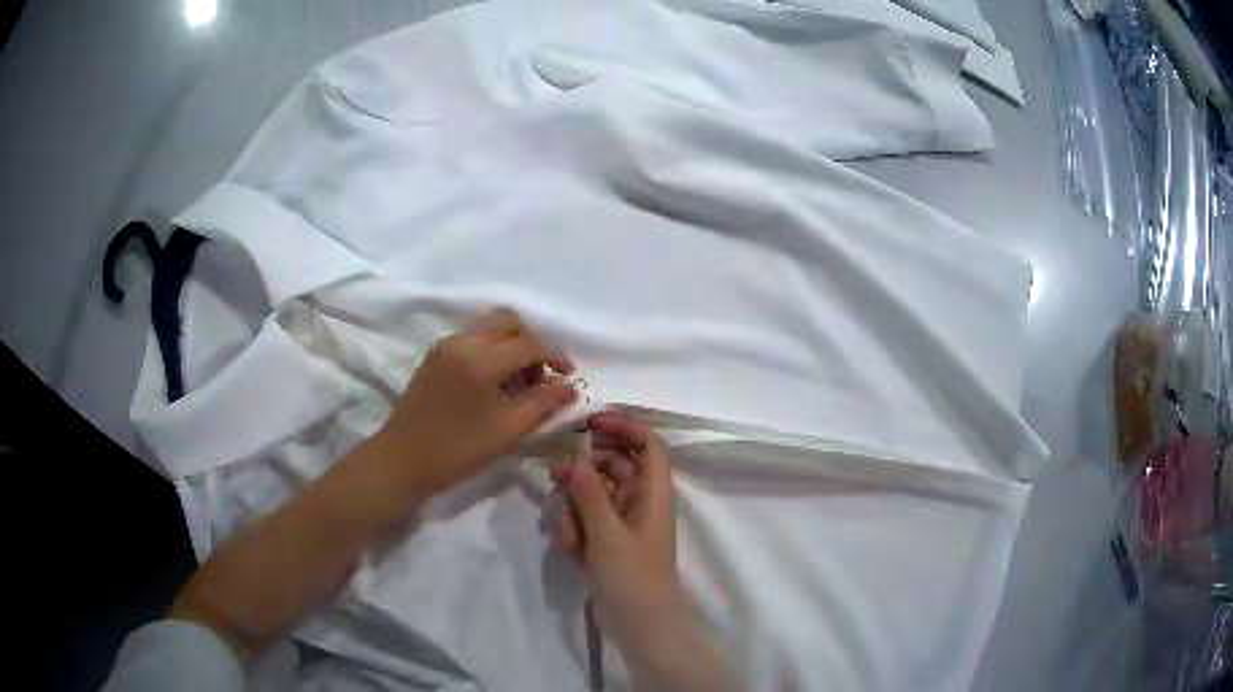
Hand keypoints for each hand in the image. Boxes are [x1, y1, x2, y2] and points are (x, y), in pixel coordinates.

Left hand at [376, 309, 577, 497]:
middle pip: (509, 323)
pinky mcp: (435, 355)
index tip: (570, 376)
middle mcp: (462, 341)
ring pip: (490, 327)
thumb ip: (542, 403)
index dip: (556, 356)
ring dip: (512, 344)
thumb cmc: (457, 451)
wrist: (402, 460)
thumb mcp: (507, 431)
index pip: (530, 343)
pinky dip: (492, 348)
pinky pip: (473, 338)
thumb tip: (569, 386)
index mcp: (481, 359)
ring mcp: (445, 345)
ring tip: (520, 380)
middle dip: (533, 344)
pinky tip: (495, 381)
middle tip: (542, 377)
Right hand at [552, 413, 684, 649]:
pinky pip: (585, 522)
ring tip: (569, 535)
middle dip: (583, 471)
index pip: (647, 445)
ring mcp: (622, 524)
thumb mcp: (607, 534)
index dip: (624, 428)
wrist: (640, 626)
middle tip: (556, 476)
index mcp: (653, 494)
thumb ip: (589, 495)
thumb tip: (575, 459)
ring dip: (574, 509)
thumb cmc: (632, 577)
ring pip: (593, 496)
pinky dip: (575, 531)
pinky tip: (571, 551)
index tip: (591, 423)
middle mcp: (639, 503)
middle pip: (612, 467)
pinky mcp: (606, 544)